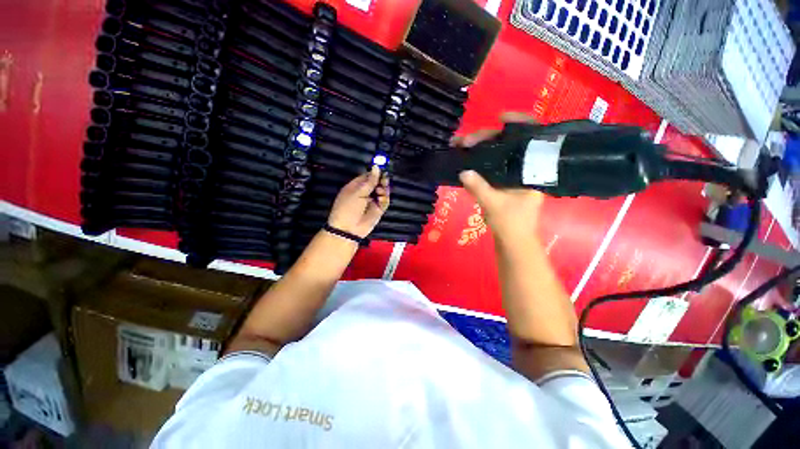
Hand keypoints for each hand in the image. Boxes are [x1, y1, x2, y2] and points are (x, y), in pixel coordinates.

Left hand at [328, 166, 389, 237]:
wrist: (348, 229)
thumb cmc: (348, 208)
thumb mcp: (357, 192)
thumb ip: (370, 181)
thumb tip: (376, 167)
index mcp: (356, 186)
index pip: (368, 176)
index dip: (375, 172)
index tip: (382, 168)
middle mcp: (365, 192)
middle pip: (377, 183)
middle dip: (381, 180)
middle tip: (384, 180)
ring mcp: (373, 201)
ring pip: (383, 191)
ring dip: (383, 189)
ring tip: (380, 190)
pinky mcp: (379, 209)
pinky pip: (385, 201)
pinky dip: (385, 198)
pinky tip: (381, 197)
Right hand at [454, 112, 543, 242]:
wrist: (513, 242)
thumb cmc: (512, 224)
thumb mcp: (494, 205)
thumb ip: (479, 187)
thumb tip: (463, 171)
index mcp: (533, 170)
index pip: (531, 138)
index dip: (518, 123)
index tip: (500, 117)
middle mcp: (524, 169)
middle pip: (507, 145)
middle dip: (485, 140)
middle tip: (463, 141)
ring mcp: (512, 176)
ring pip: (496, 156)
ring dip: (478, 150)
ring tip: (459, 146)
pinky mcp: (502, 184)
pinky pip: (490, 167)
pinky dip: (478, 163)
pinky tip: (465, 159)